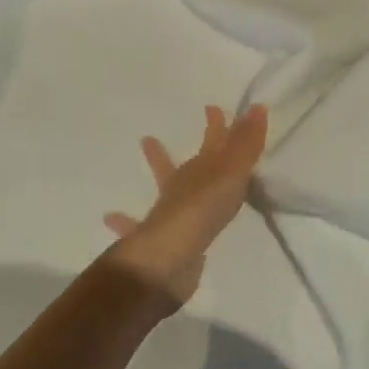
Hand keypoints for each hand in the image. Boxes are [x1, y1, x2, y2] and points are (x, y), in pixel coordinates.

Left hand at [101, 104, 268, 305]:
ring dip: (158, 164)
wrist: (166, 261)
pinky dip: (124, 220)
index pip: (215, 143)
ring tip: (145, 142)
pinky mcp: (158, 243)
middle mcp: (181, 188)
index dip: (219, 126)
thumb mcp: (230, 176)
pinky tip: (110, 216)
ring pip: (164, 185)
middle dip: (204, 141)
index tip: (216, 107)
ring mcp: (166, 214)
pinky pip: (135, 226)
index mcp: (201, 171)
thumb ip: (245, 146)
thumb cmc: (201, 213)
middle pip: (195, 159)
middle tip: (205, 115)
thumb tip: (257, 107)